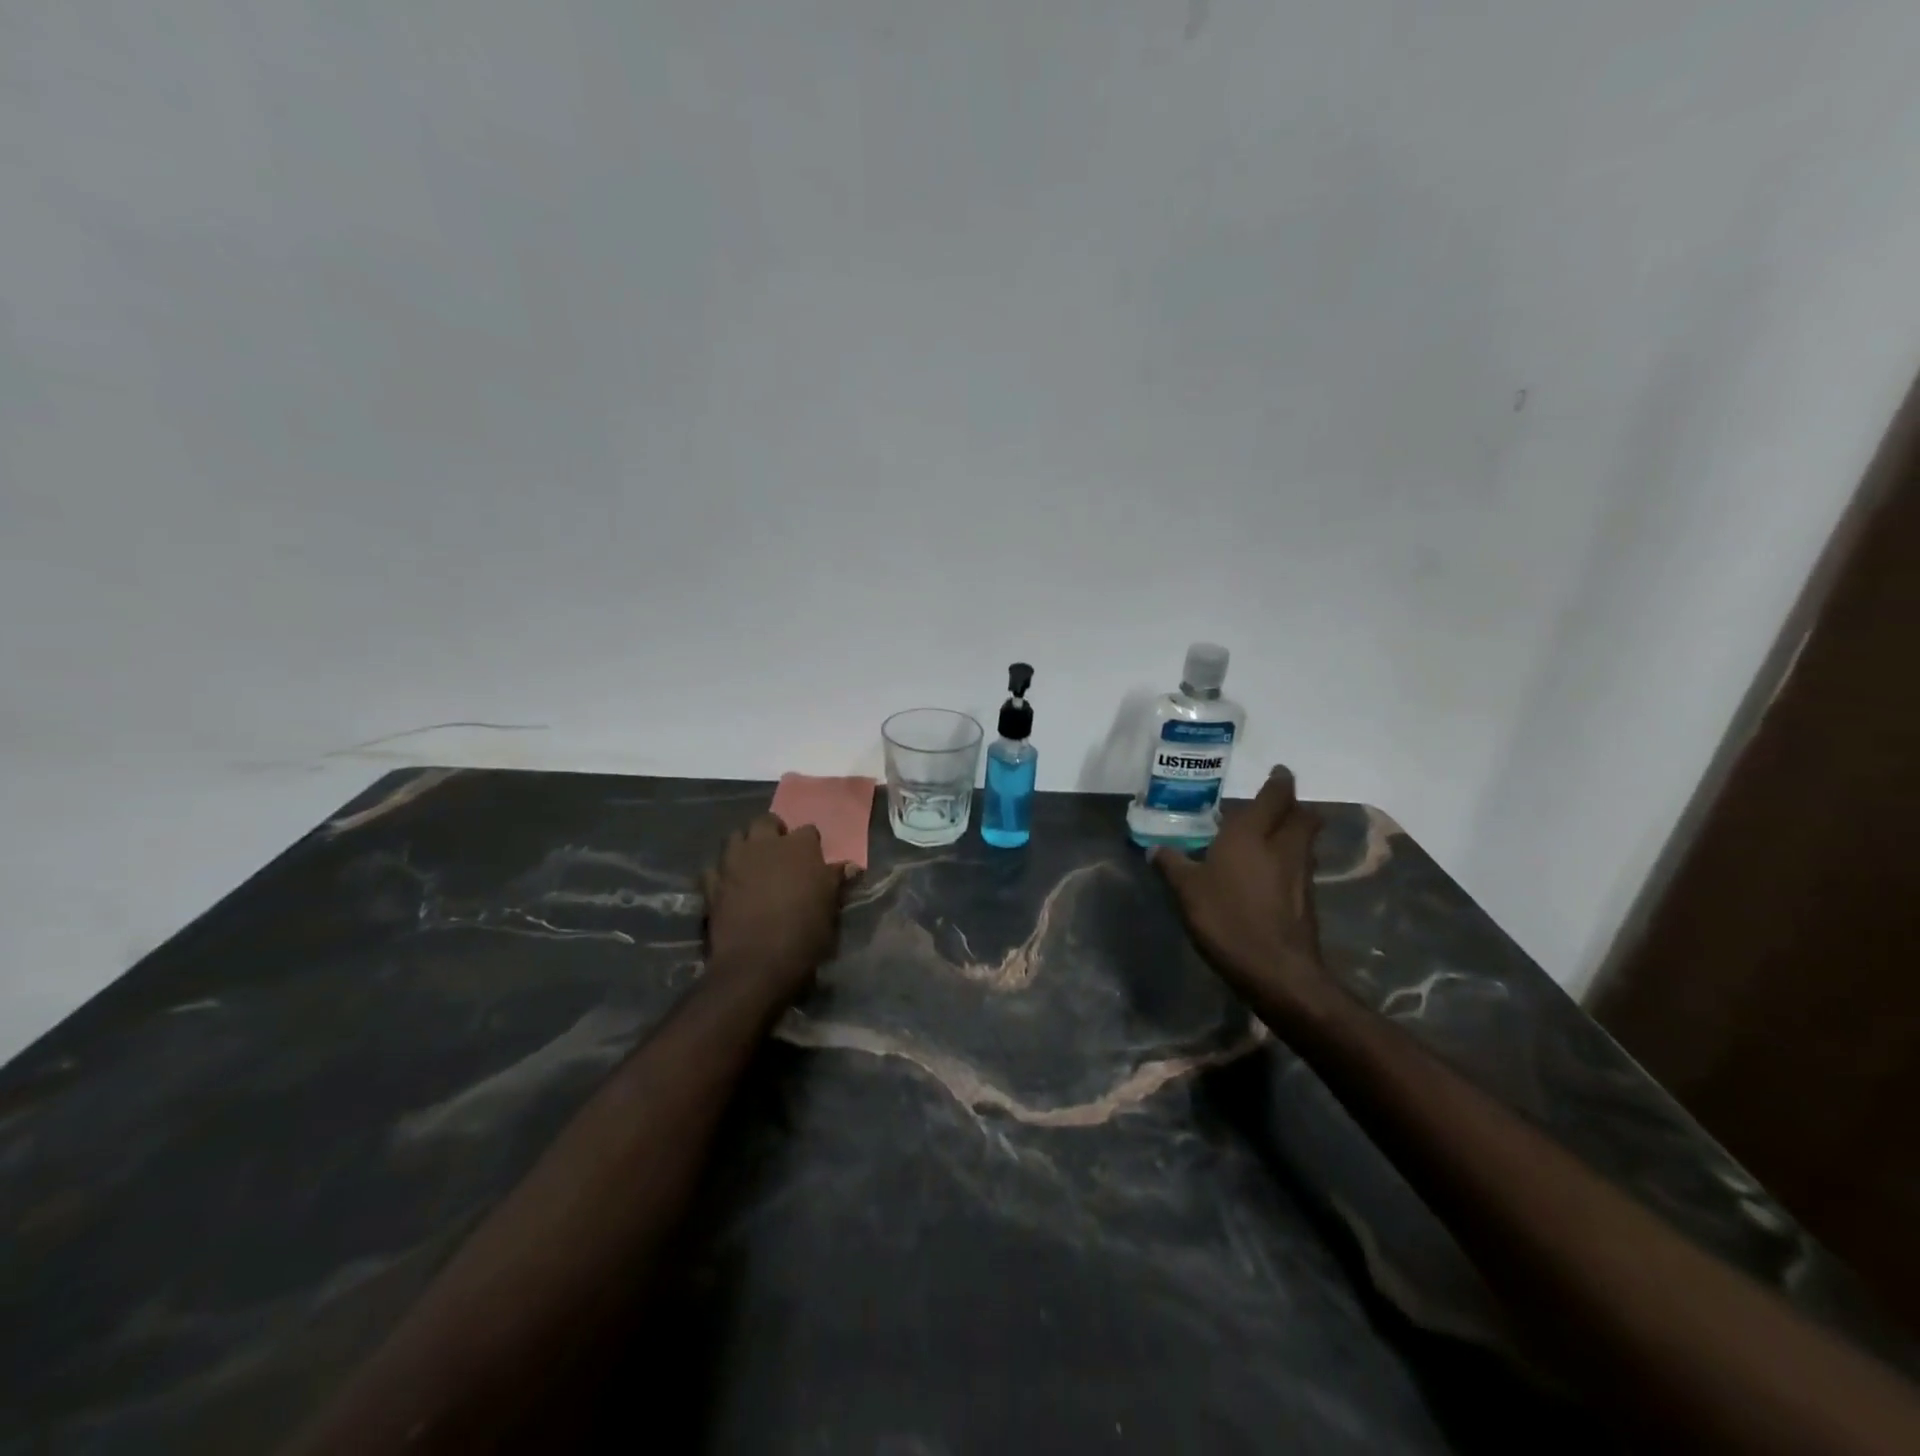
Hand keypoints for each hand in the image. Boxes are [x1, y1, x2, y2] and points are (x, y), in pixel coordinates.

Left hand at [701, 815, 853, 1005]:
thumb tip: (850, 867)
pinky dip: (722, 873)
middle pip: (766, 822)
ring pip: (736, 837)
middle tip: (779, 852)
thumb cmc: (804, 933)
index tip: (813, 859)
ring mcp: (734, 862)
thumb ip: (835, 881)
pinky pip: (714, 868)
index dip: (810, 844)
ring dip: (745, 845)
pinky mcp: (711, 884)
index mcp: (799, 847)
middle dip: (773, 831)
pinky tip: (728, 885)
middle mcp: (765, 845)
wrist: (757, 962)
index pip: (808, 831)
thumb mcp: (830, 907)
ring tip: (753, 863)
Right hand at [1151, 766, 1334, 1023]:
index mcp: (1252, 833)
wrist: (1277, 970)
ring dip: (1294, 831)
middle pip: (1302, 815)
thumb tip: (1155, 848)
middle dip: (1293, 806)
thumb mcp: (1187, 891)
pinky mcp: (1307, 899)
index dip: (1280, 781)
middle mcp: (1283, 845)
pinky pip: (1301, 865)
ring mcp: (1300, 873)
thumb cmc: (1228, 918)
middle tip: (1273, 805)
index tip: (1279, 772)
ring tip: (1269, 836)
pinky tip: (1270, 873)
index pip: (1276, 795)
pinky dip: (1291, 859)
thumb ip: (1172, 865)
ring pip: (1305, 840)